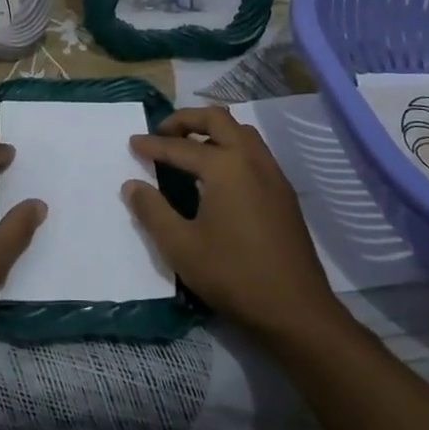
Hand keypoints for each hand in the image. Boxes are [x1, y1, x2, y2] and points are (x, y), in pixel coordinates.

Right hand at [126, 107, 340, 340]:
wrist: (296, 311)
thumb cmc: (233, 275)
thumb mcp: (181, 246)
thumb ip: (152, 211)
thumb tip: (132, 185)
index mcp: (225, 167)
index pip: (180, 146)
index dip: (152, 145)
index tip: (132, 142)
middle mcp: (251, 159)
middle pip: (217, 119)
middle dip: (186, 120)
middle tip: (162, 133)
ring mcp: (273, 174)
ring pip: (241, 132)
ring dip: (212, 131)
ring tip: (189, 148)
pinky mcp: (283, 193)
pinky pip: (254, 152)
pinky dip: (231, 148)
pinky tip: (218, 175)